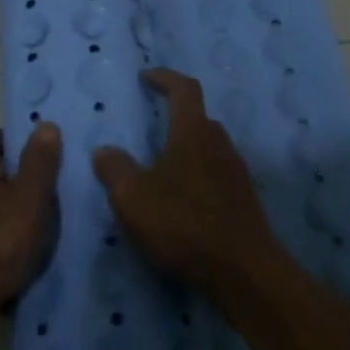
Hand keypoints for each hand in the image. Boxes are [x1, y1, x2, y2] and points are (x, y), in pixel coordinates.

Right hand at [92, 69, 282, 301]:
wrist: (245, 273)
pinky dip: (197, 178)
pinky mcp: (244, 202)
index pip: (183, 89)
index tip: (146, 76)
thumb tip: (105, 150)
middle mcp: (220, 145)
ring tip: (162, 170)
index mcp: (193, 133)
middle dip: (176, 117)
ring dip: (187, 151)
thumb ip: (114, 169)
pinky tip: (182, 204)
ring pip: (209, 149)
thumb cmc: (184, 224)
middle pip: (199, 119)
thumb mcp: (133, 197)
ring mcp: (236, 174)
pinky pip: (217, 176)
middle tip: (152, 127)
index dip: (165, 78)